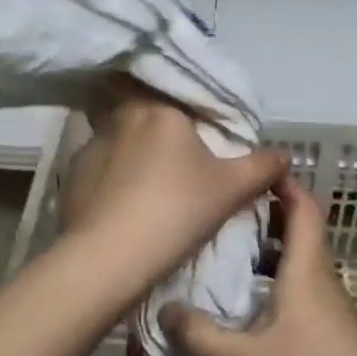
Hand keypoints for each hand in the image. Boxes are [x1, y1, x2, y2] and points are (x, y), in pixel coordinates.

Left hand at [58, 83, 286, 296]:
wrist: (110, 258)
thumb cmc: (177, 211)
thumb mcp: (231, 189)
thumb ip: (262, 166)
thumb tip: (285, 154)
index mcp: (160, 109)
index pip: (181, 97)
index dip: (196, 116)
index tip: (205, 138)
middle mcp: (122, 117)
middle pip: (148, 114)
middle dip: (162, 132)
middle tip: (180, 160)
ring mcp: (91, 145)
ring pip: (120, 139)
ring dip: (134, 154)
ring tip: (150, 185)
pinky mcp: (71, 175)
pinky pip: (100, 168)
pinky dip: (112, 179)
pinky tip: (123, 204)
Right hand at [160, 174, 356, 355]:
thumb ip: (203, 336)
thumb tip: (163, 309)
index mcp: (307, 269)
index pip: (302, 206)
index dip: (282, 182)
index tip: (249, 169)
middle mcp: (321, 278)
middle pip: (299, 229)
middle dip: (266, 212)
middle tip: (222, 210)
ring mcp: (330, 306)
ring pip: (299, 260)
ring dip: (269, 249)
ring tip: (227, 252)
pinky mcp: (332, 331)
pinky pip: (301, 287)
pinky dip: (276, 279)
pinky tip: (249, 304)